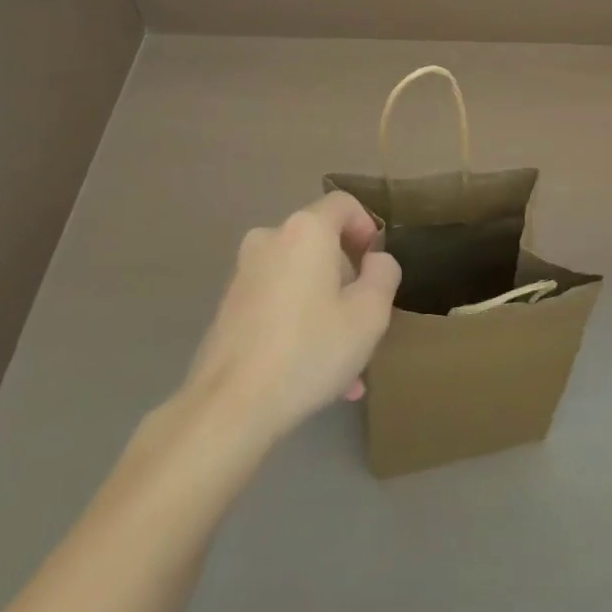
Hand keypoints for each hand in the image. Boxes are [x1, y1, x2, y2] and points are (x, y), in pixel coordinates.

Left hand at [183, 193, 401, 444]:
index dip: (368, 227)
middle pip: (321, 243)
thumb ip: (383, 275)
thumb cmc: (309, 350)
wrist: (229, 407)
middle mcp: (270, 239)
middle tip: (364, 320)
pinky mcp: (229, 307)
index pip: (344, 204)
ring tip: (345, 363)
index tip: (377, 266)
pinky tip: (312, 372)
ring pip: (300, 279)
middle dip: (347, 278)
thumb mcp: (370, 314)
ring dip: (325, 308)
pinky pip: (277, 303)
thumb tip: (376, 261)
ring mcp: (244, 273)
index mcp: (305, 231)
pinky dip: (298, 323)